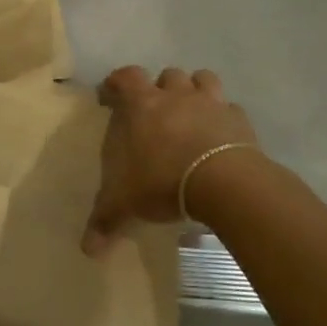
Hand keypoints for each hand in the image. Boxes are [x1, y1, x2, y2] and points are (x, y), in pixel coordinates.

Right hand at [83, 65, 262, 255]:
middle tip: (156, 109)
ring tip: (192, 112)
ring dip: (196, 90)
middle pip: (167, 75)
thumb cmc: (163, 181)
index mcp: (142, 104)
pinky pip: (231, 109)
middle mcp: (176, 95)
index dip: (116, 82)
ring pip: (203, 79)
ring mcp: (211, 104)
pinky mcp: (239, 121)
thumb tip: (87, 250)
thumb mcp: (125, 203)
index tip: (110, 96)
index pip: (125, 76)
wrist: (225, 184)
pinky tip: (221, 135)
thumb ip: (105, 220)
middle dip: (161, 87)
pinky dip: (225, 118)